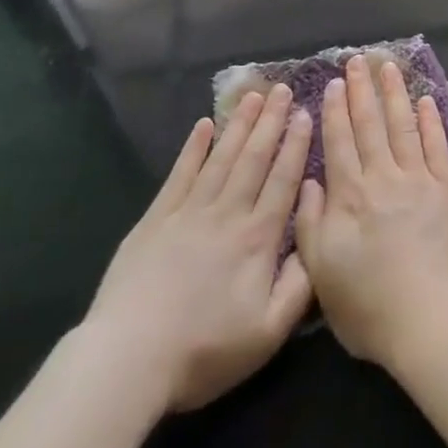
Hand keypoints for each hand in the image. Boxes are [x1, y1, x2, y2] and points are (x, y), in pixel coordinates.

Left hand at [81, 83, 313, 415]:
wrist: (129, 359)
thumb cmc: (204, 350)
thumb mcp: (267, 332)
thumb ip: (299, 286)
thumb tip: (318, 244)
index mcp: (257, 238)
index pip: (283, 180)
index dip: (296, 145)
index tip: (304, 112)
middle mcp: (228, 214)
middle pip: (254, 158)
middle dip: (270, 121)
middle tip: (282, 88)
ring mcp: (189, 212)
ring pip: (222, 158)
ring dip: (239, 124)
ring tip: (252, 95)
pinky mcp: (156, 220)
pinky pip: (180, 174)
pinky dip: (194, 148)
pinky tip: (204, 125)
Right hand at [294, 55, 447, 369]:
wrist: (430, 318)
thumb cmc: (370, 305)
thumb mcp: (322, 273)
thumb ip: (311, 224)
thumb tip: (311, 181)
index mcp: (350, 197)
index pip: (339, 143)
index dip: (334, 112)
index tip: (332, 84)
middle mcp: (383, 178)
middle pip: (370, 125)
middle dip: (361, 90)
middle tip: (357, 60)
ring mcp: (419, 179)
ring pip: (402, 126)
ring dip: (394, 94)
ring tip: (388, 67)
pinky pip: (437, 145)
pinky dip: (430, 121)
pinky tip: (424, 101)